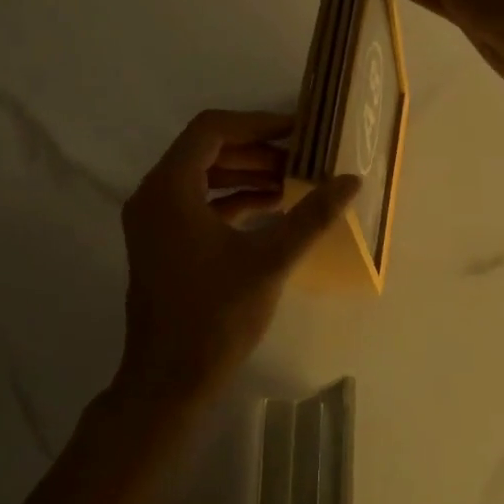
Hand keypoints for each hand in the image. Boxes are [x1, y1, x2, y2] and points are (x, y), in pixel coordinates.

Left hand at [117, 110, 359, 408]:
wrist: (168, 380)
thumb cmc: (215, 315)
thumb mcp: (269, 260)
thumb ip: (311, 216)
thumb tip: (351, 180)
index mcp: (169, 187)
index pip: (212, 129)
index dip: (257, 124)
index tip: (297, 131)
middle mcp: (153, 195)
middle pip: (205, 150)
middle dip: (255, 151)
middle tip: (300, 158)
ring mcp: (152, 221)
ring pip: (200, 178)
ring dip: (243, 175)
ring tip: (291, 183)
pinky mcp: (159, 243)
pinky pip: (195, 204)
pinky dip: (230, 200)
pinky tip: (269, 210)